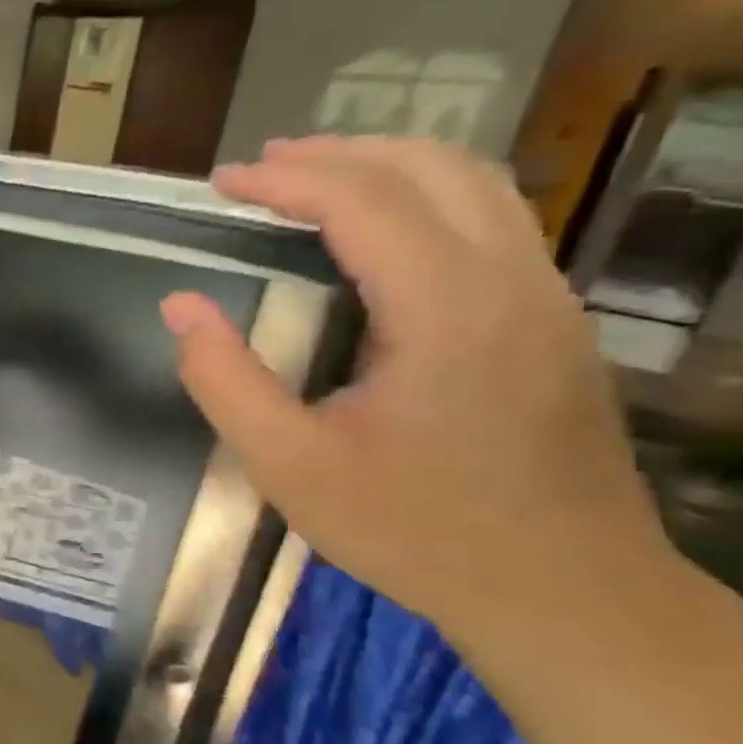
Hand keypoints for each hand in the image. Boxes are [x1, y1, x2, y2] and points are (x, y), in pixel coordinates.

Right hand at [160, 136, 667, 643]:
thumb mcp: (288, 465)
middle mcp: (510, 283)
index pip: (364, 203)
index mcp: (445, 311)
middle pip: (430, 170)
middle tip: (261, 167)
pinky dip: (425, 198)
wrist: (562, 590)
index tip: (222, 183)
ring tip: (313, 177)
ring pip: (475, 186)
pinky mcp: (553, 322)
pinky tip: (380, 229)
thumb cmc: (412, 529)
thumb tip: (180, 306)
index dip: (286, 180)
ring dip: (387, 166)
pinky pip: (491, 223)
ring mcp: (544, 299)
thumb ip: (225, 380)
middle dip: (337, 154)